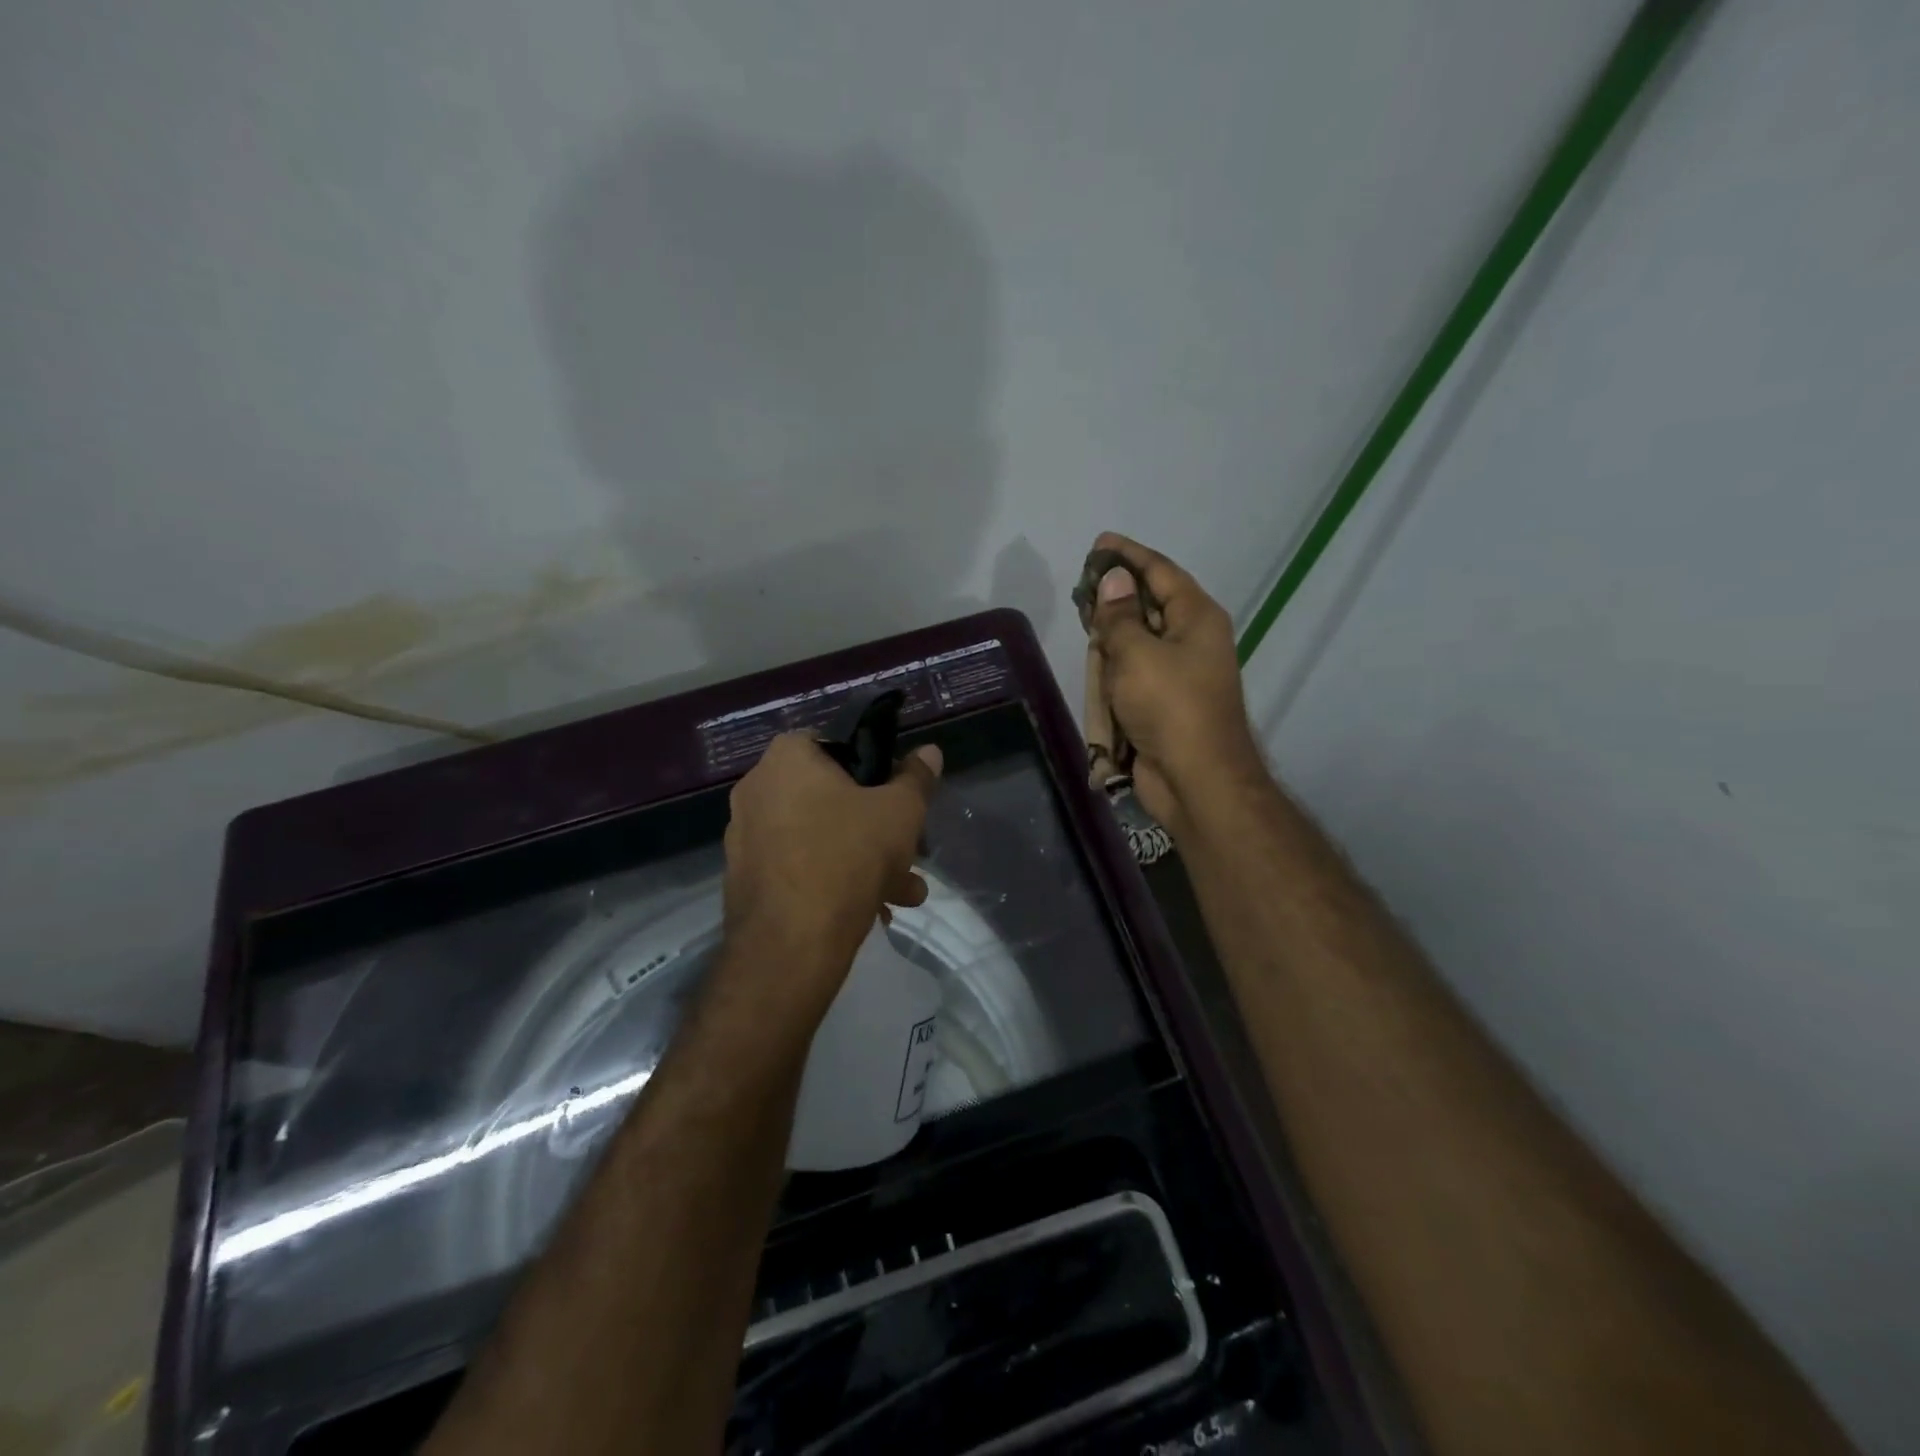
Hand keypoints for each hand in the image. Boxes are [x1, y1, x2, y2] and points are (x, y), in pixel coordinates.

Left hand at [720, 732, 942, 1021]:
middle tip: (909, 852)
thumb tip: (930, 751)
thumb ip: (917, 778)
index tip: (896, 794)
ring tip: (903, 894)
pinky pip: (798, 866)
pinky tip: (871, 911)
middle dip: (876, 827)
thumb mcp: (900, 812)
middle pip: (830, 797)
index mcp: (787, 758)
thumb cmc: (849, 856)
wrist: (790, 945)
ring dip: (863, 860)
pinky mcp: (744, 878)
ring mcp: (745, 836)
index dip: (872, 765)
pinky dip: (831, 880)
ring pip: (818, 837)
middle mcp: (757, 789)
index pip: (835, 743)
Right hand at [1084, 531, 1262, 829]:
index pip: (1160, 572)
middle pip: (1149, 604)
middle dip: (1116, 594)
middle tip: (1082, 585)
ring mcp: (1176, 672)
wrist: (1196, 780)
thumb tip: (1112, 580)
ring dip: (1112, 633)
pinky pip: (1133, 672)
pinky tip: (1094, 660)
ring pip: (1138, 639)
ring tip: (1083, 618)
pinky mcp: (1160, 701)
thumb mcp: (1137, 654)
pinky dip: (1113, 666)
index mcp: (1197, 618)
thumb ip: (1119, 616)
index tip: (1100, 543)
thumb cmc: (1170, 708)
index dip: (1129, 556)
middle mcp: (1191, 639)